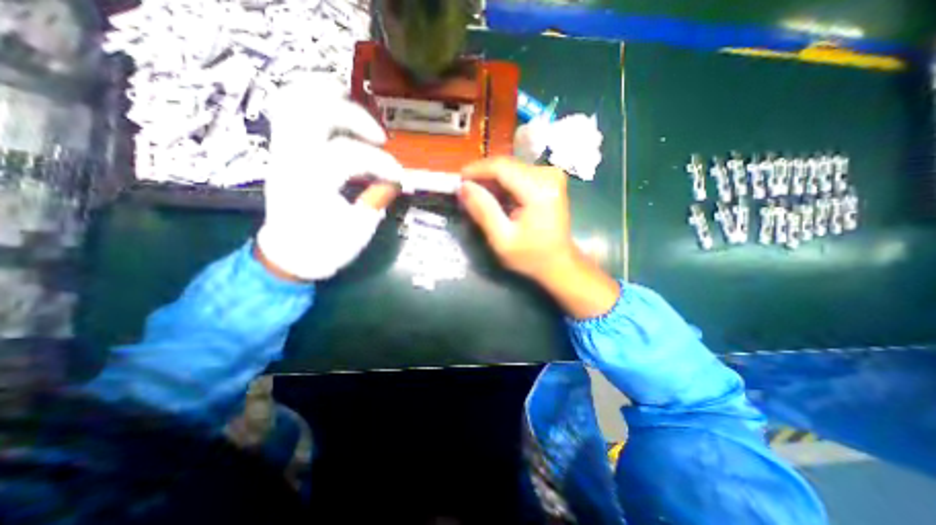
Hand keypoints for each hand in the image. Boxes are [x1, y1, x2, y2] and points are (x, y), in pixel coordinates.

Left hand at [255, 71, 402, 283]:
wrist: (291, 255)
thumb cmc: (326, 248)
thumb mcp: (358, 231)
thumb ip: (376, 201)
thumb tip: (395, 181)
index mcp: (311, 184)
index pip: (348, 155)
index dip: (381, 162)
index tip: (400, 177)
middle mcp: (292, 161)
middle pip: (314, 114)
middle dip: (353, 118)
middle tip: (380, 137)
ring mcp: (283, 153)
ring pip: (293, 104)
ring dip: (324, 95)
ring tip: (353, 100)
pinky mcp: (284, 154)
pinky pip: (289, 113)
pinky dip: (309, 100)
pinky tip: (331, 104)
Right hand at [457, 155, 619, 319]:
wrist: (559, 262)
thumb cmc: (531, 256)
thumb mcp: (502, 240)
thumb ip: (483, 211)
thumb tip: (463, 187)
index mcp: (539, 190)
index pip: (501, 167)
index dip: (476, 170)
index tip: (458, 181)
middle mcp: (548, 175)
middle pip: (506, 165)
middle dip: (483, 176)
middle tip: (465, 192)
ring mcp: (551, 175)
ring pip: (511, 168)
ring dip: (492, 180)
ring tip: (479, 197)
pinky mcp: (550, 179)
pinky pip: (519, 174)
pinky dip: (504, 184)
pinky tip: (496, 198)